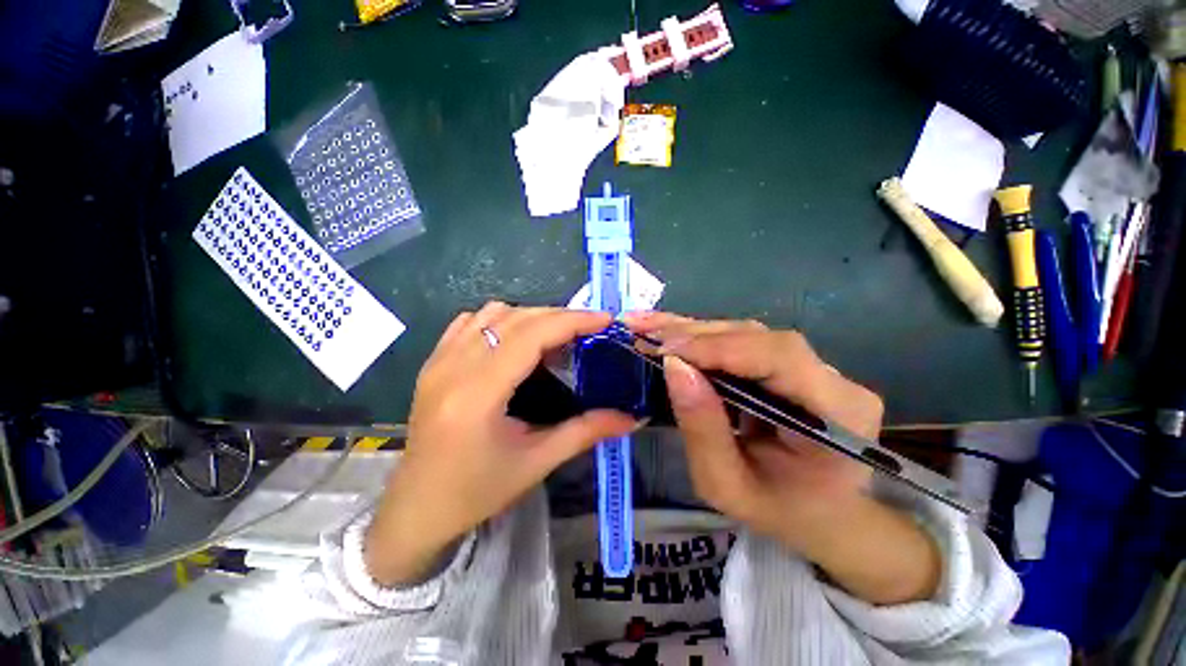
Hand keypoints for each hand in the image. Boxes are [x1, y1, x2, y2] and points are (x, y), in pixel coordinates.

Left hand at [366, 303, 638, 585]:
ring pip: (492, 313)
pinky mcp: (432, 363)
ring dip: (530, 317)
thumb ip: (586, 432)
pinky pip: (469, 322)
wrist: (416, 510)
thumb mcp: (537, 462)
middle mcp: (454, 367)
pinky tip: (515, 339)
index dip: (572, 321)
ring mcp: (438, 361)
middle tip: (588, 329)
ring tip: (555, 336)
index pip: (532, 335)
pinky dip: (500, 320)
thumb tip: (632, 418)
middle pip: (516, 318)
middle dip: (559, 316)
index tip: (604, 319)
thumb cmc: (476, 492)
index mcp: (479, 394)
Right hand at [626, 312, 939, 604]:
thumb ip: (702, 428)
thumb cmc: (778, 511)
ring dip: (691, 331)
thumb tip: (673, 366)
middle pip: (757, 336)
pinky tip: (669, 333)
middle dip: (693, 333)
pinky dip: (699, 339)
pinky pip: (739, 343)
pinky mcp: (787, 364)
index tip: (664, 350)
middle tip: (642, 329)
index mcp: (838, 413)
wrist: (819, 515)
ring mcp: (811, 366)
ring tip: (646, 327)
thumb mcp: (727, 485)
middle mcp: (830, 378)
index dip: (718, 348)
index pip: (778, 357)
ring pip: (744, 333)